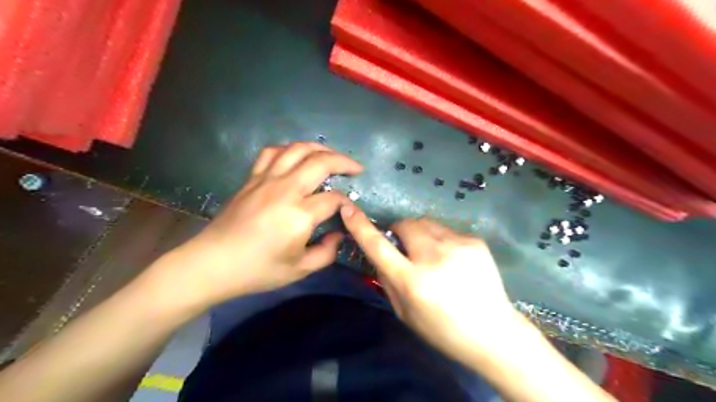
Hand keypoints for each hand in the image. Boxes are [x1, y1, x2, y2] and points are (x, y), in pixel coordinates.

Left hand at [151, 141, 364, 310]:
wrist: (212, 263)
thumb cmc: (257, 270)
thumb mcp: (299, 270)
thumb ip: (327, 252)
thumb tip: (338, 234)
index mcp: (299, 214)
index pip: (333, 198)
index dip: (346, 202)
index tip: (350, 209)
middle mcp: (285, 190)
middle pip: (320, 162)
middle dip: (344, 162)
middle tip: (356, 168)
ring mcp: (266, 180)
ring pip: (297, 150)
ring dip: (319, 149)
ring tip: (332, 156)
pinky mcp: (252, 178)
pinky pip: (272, 153)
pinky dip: (289, 149)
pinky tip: (296, 156)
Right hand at [339, 206, 524, 362]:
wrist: (494, 334)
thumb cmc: (443, 330)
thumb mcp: (405, 313)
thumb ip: (387, 280)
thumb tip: (379, 254)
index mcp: (413, 281)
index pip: (378, 246)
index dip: (360, 226)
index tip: (348, 208)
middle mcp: (434, 257)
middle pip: (406, 224)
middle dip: (399, 231)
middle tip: (405, 247)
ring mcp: (458, 245)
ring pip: (426, 223)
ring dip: (420, 234)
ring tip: (430, 254)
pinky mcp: (475, 241)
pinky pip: (447, 231)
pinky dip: (441, 240)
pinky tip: (452, 260)